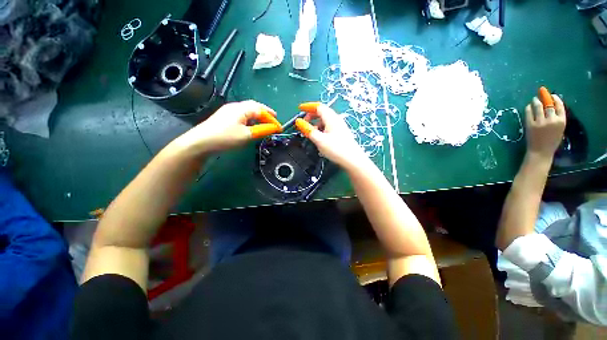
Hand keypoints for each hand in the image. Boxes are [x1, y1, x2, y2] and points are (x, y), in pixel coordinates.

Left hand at [174, 100, 280, 153]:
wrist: (201, 142)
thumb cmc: (226, 137)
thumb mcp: (247, 135)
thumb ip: (262, 130)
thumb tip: (274, 127)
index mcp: (242, 108)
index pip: (261, 110)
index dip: (272, 119)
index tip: (279, 128)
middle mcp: (235, 106)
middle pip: (254, 106)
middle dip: (266, 112)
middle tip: (274, 119)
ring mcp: (228, 111)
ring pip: (247, 110)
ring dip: (258, 115)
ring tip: (265, 122)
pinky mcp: (224, 117)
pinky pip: (242, 115)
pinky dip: (250, 118)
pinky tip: (251, 125)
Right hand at [296, 102, 367, 169]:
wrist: (352, 160)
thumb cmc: (336, 149)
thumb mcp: (319, 140)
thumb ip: (308, 130)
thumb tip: (299, 122)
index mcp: (331, 118)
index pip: (318, 106)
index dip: (308, 107)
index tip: (299, 109)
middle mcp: (336, 119)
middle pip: (322, 112)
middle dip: (311, 115)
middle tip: (303, 123)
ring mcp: (340, 126)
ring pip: (325, 120)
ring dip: (316, 123)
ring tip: (310, 132)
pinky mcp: (341, 133)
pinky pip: (328, 127)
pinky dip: (321, 129)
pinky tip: (319, 137)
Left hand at [525, 95, 565, 161]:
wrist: (541, 151)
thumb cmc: (552, 141)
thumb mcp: (559, 129)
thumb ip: (557, 118)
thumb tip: (552, 105)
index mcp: (561, 121)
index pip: (560, 106)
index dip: (555, 99)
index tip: (552, 95)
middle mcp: (551, 120)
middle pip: (548, 104)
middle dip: (545, 98)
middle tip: (541, 94)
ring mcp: (540, 122)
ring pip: (538, 106)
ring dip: (536, 101)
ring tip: (534, 99)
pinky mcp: (530, 124)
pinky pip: (529, 112)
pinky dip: (528, 108)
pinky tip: (528, 106)